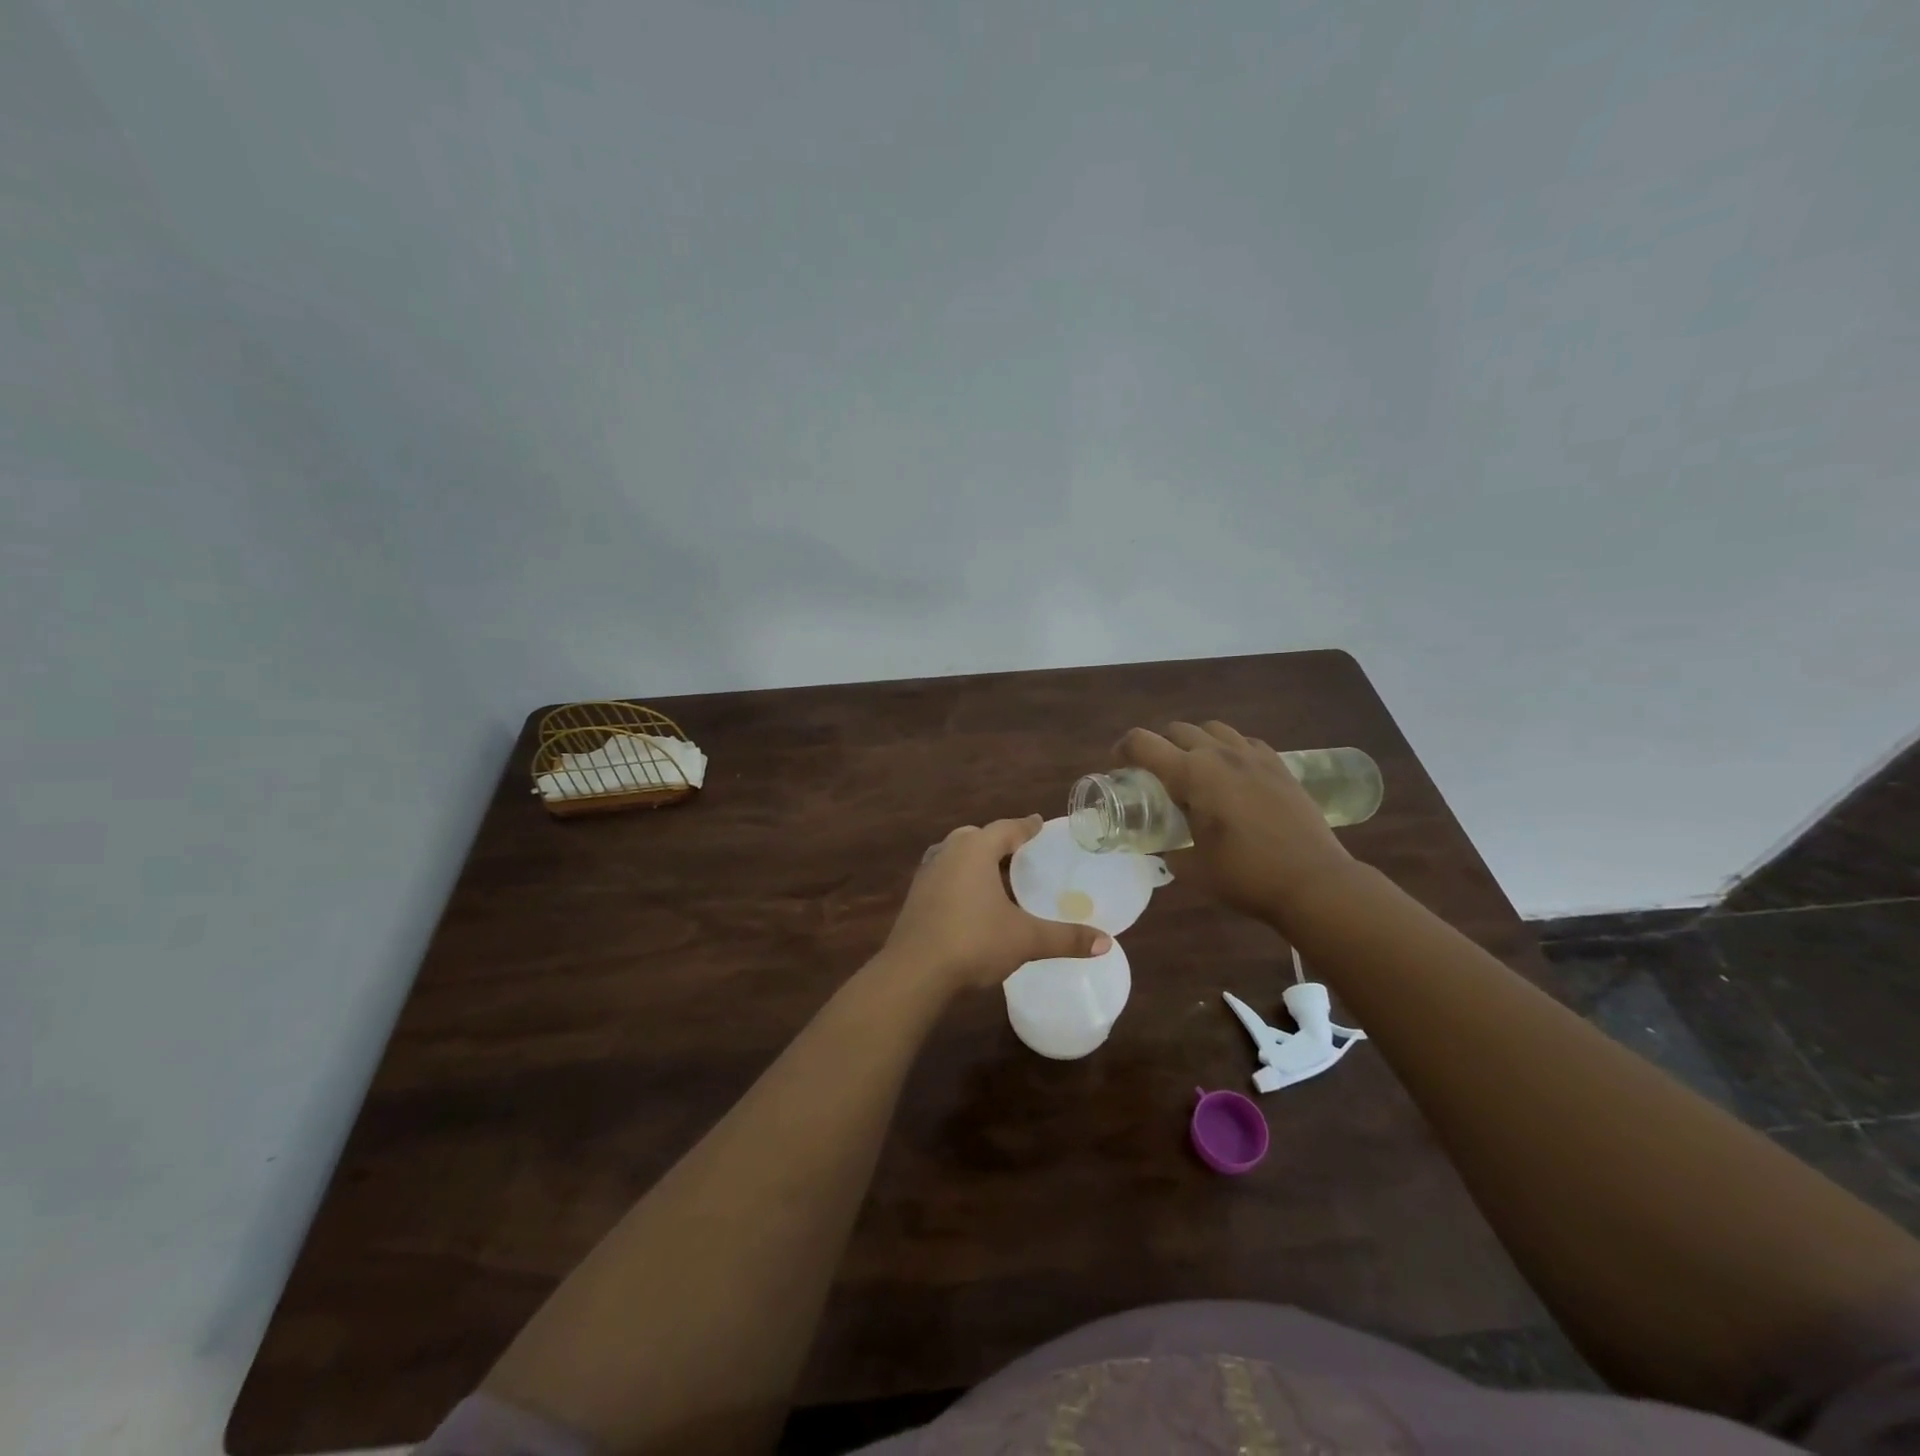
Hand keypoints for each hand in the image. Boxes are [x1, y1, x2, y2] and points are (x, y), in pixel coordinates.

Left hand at [880, 816, 1111, 993]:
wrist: (914, 972)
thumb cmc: (974, 942)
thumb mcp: (1025, 939)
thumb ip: (1065, 938)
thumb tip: (1106, 942)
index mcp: (975, 849)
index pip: (1006, 828)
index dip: (1026, 827)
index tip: (1039, 823)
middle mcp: (948, 852)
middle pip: (977, 837)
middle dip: (998, 842)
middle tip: (1020, 853)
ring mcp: (927, 873)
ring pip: (956, 856)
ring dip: (976, 861)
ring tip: (997, 877)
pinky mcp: (915, 897)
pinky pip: (944, 876)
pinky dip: (961, 880)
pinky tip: (971, 902)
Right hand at [1117, 721, 1353, 919]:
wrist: (1313, 882)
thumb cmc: (1245, 876)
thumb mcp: (1190, 868)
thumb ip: (1168, 848)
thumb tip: (1163, 843)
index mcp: (1191, 774)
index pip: (1142, 743)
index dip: (1122, 750)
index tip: (1118, 767)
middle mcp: (1219, 754)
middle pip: (1176, 730)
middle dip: (1158, 746)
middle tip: (1155, 775)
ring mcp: (1253, 756)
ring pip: (1212, 729)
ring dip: (1194, 743)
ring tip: (1195, 770)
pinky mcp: (1279, 765)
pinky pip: (1244, 742)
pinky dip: (1228, 750)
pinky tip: (1232, 775)